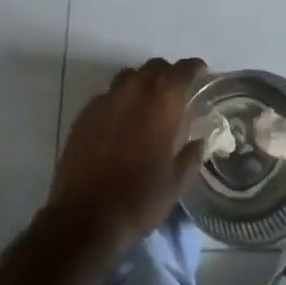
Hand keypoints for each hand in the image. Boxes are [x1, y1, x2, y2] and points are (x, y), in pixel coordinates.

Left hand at [47, 57, 205, 252]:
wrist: (85, 218)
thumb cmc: (138, 200)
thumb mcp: (176, 184)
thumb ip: (191, 156)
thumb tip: (199, 142)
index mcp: (162, 104)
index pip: (182, 71)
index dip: (194, 68)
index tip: (201, 73)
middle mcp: (134, 92)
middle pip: (154, 66)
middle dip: (167, 73)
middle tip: (174, 91)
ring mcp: (106, 100)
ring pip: (128, 76)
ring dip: (141, 82)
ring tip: (146, 102)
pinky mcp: (85, 114)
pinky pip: (107, 95)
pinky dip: (119, 99)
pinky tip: (119, 120)